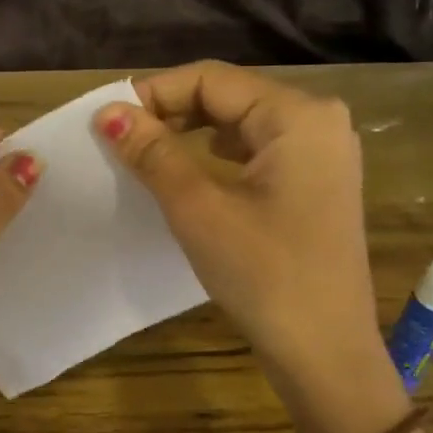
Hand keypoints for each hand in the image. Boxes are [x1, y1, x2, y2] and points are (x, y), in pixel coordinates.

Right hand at [94, 62, 401, 432]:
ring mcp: (322, 152)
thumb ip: (153, 152)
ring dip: (191, 132)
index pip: (211, 79)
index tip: (107, 119)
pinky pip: (258, 150)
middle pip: (229, 95)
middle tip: (121, 137)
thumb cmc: (264, 274)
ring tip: (146, 152)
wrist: (325, 352)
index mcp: (297, 115)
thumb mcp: (199, 209)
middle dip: (172, 111)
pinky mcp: (317, 181)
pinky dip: (218, 153)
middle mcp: (318, 120)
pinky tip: (191, 171)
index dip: (154, 92)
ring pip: (241, 122)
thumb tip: (108, 112)